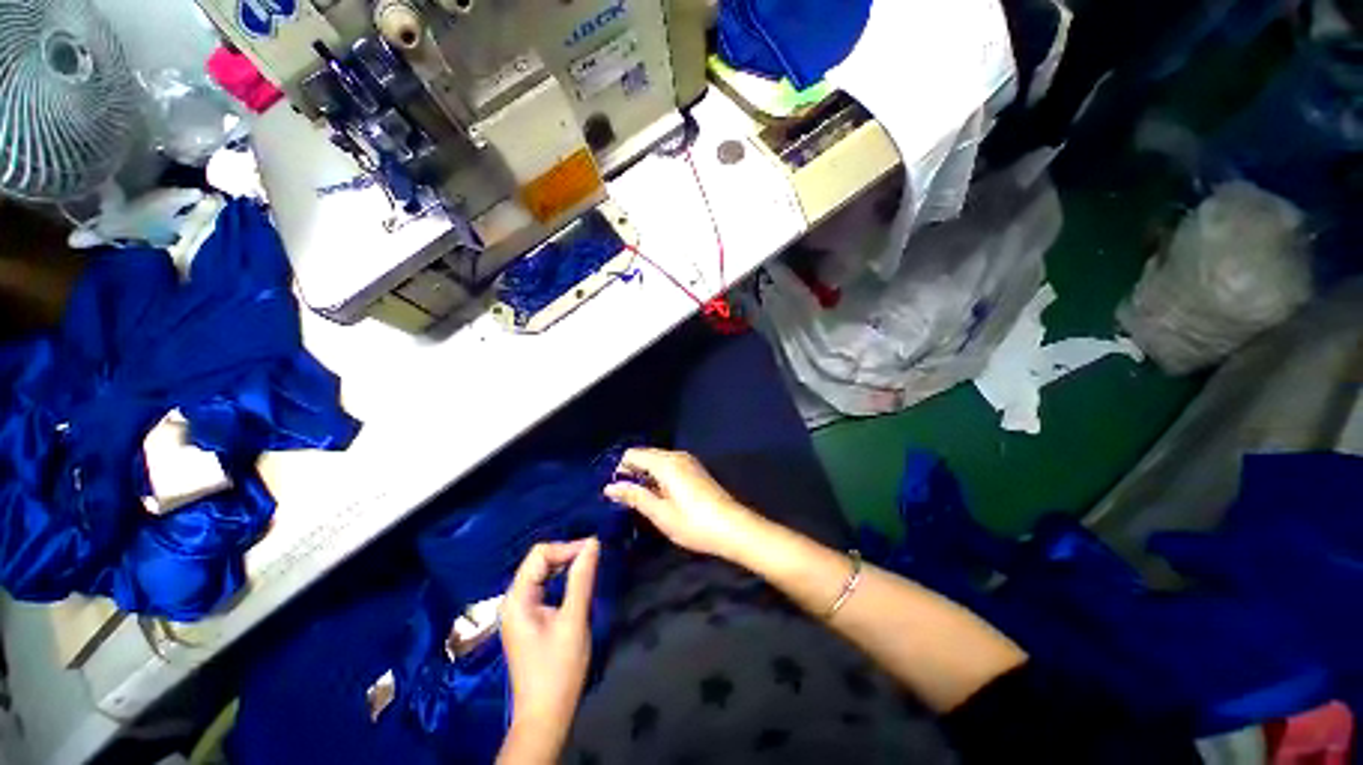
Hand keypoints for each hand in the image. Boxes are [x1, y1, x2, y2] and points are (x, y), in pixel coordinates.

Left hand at [499, 539, 598, 760]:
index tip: (594, 550)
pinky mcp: (528, 618)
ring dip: (565, 565)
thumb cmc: (558, 669)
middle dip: (566, 554)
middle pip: (539, 561)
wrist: (545, 715)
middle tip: (595, 556)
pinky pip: (544, 586)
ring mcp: (519, 610)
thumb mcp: (574, 620)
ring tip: (590, 565)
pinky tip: (577, 581)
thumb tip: (593, 543)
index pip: (539, 554)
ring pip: (542, 572)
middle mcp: (514, 600)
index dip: (567, 547)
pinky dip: (561, 578)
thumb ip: (581, 579)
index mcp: (517, 599)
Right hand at [605, 448, 757, 559]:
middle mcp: (676, 455)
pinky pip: (669, 466)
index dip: (621, 470)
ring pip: (657, 460)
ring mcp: (688, 461)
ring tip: (643, 501)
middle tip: (627, 500)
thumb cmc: (693, 523)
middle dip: (633, 473)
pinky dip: (659, 476)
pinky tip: (661, 497)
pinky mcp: (695, 470)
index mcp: (666, 463)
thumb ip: (635, 496)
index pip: (633, 454)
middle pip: (645, 455)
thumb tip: (610, 486)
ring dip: (646, 476)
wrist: (733, 527)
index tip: (617, 492)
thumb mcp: (660, 513)